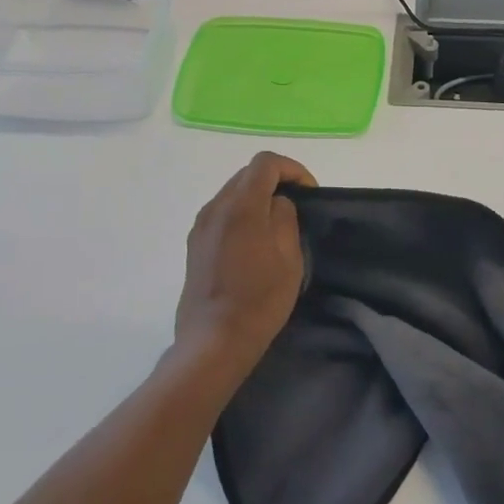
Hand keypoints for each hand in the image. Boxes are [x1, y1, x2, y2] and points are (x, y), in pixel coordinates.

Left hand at [173, 152, 315, 386]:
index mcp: (240, 206)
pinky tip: (254, 243)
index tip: (309, 193)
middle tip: (297, 207)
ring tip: (277, 225)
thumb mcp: (289, 257)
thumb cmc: (259, 299)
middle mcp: (215, 207)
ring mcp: (200, 225)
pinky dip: (241, 214)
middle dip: (275, 181)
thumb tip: (277, 203)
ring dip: (257, 198)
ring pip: (232, 193)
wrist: (213, 341)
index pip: (265, 162)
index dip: (293, 169)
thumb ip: (284, 218)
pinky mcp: (194, 244)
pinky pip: (221, 213)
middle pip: (246, 174)